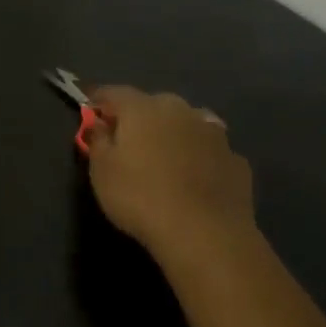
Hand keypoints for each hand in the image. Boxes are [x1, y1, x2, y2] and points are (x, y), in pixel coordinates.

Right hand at [84, 86, 253, 266]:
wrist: (206, 233)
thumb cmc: (140, 197)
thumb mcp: (101, 171)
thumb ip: (98, 140)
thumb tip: (99, 124)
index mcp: (143, 109)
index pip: (114, 93)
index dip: (98, 100)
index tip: (89, 109)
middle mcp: (181, 111)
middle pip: (153, 105)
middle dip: (138, 117)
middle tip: (126, 139)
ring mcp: (214, 133)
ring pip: (186, 124)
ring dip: (173, 133)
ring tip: (163, 157)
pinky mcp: (236, 160)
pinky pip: (209, 150)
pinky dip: (198, 157)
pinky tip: (193, 178)